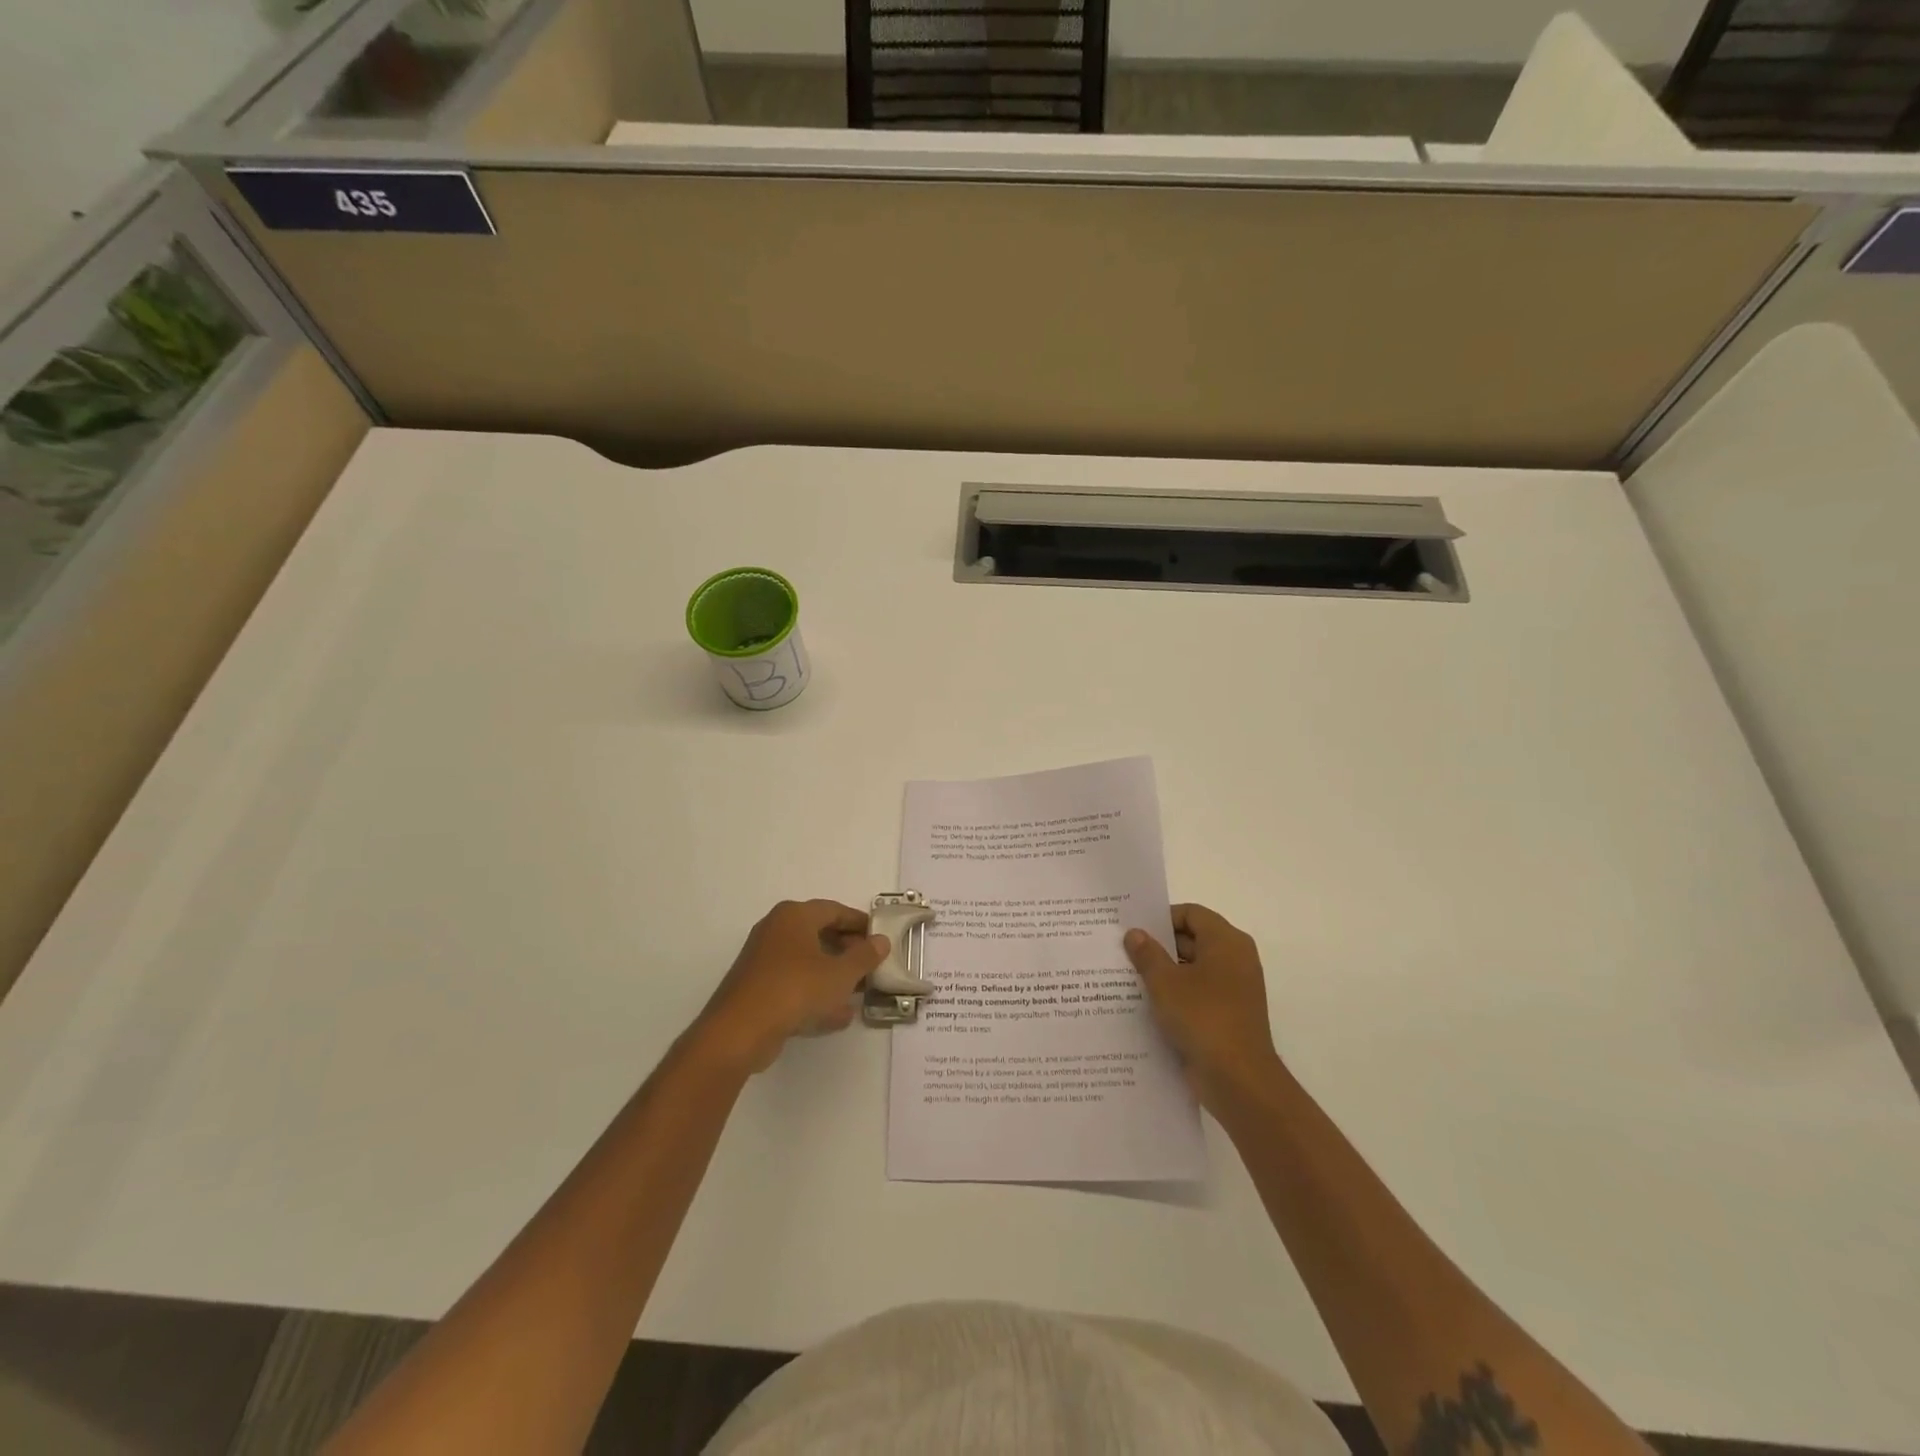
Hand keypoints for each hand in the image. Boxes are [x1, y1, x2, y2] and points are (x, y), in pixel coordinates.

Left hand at [694, 900, 889, 1073]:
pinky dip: (815, 994)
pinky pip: (794, 984)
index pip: (834, 910)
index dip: (859, 923)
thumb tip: (881, 941)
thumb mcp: (840, 974)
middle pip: (819, 933)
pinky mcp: (757, 988)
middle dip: (847, 950)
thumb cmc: (795, 990)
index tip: (879, 938)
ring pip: (807, 961)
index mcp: (794, 916)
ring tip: (859, 993)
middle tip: (870, 966)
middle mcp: (776, 930)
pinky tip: (837, 1016)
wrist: (739, 1031)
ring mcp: (763, 960)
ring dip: (833, 975)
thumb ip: (864, 956)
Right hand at [1124, 904, 1282, 1106]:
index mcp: (1226, 941)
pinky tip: (1147, 1005)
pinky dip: (1176, 995)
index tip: (1133, 929)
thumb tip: (1135, 933)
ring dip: (1165, 973)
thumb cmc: (1202, 1017)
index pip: (1191, 914)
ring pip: (1194, 969)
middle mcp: (1236, 959)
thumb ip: (1147, 954)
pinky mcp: (1229, 1015)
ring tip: (1128, 978)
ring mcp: (1234, 989)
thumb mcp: (1165, 982)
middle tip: (1123, 952)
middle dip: (1159, 946)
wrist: (1238, 1079)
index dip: (1161, 918)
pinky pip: (1198, 994)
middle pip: (1193, 939)